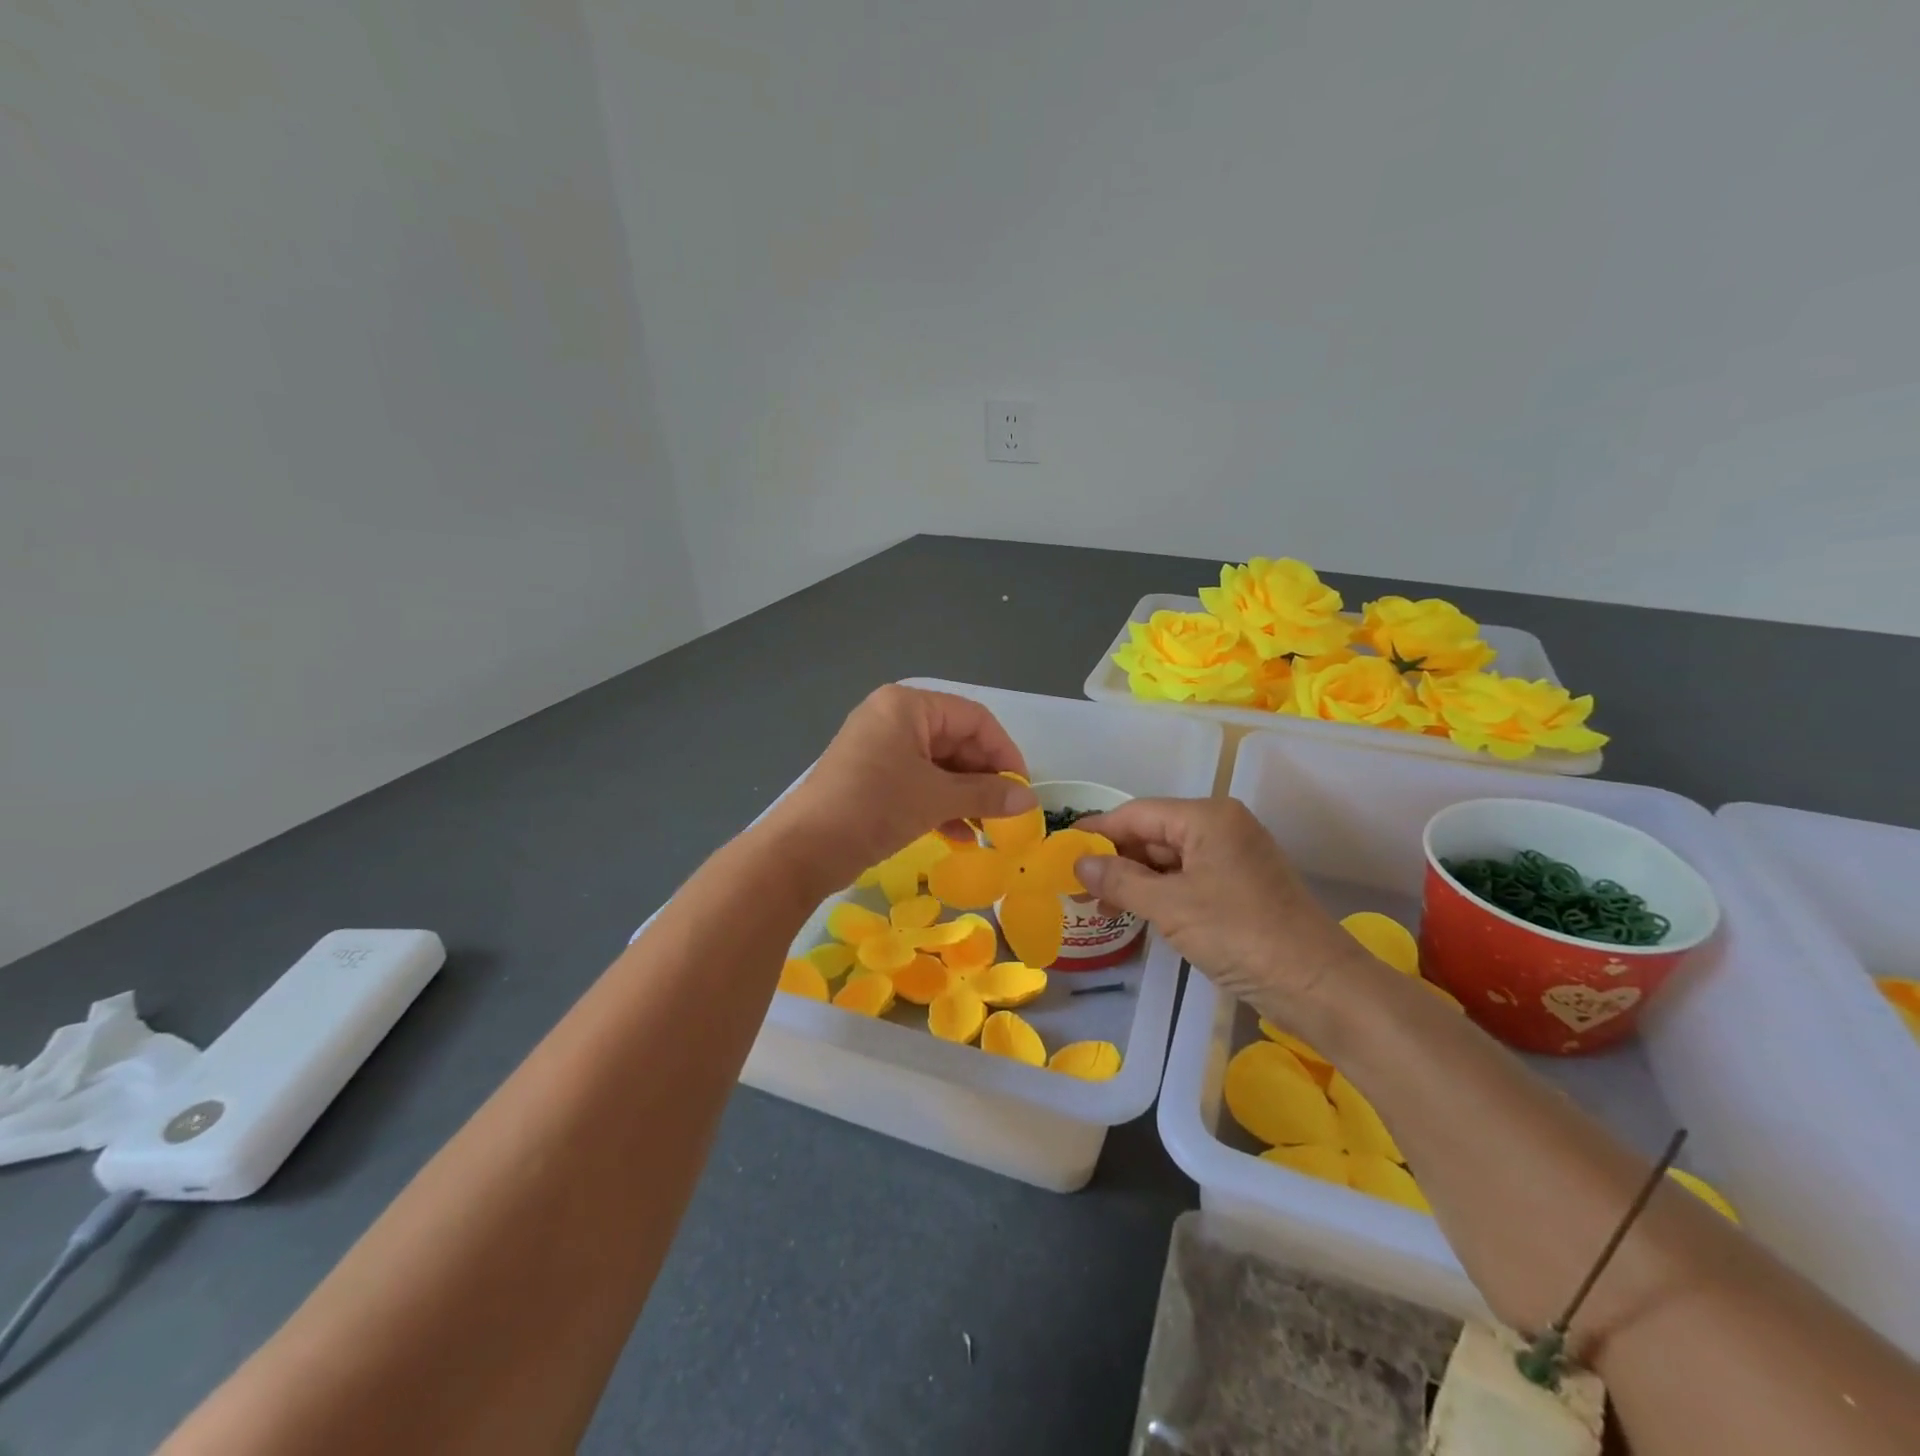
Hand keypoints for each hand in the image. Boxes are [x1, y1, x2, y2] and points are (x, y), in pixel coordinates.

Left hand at [764, 685, 1035, 889]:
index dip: (1003, 753)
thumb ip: (986, 795)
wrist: (803, 849)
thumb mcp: (935, 798)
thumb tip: (1028, 801)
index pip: (973, 719)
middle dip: (984, 778)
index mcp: (908, 706)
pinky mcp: (872, 778)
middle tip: (1006, 814)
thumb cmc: (874, 807)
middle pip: (956, 741)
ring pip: (938, 766)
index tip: (1021, 789)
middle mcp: (894, 718)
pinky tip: (962, 836)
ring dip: (965, 796)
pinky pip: (918, 783)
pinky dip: (941, 805)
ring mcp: (880, 749)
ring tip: (988, 830)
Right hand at [1073, 798, 1377, 1025]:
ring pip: (1170, 858)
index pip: (1138, 814)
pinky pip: (1188, 878)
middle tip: (1075, 881)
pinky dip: (1160, 891)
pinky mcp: (1240, 886)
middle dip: (1115, 856)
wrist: (1317, 985)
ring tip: (1098, 900)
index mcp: (1208, 817)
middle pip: (1154, 833)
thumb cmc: (1240, 934)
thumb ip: (1120, 880)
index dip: (1098, 830)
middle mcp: (1222, 827)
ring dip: (1135, 877)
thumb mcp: (1171, 906)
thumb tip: (1079, 862)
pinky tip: (1135, 909)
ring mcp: (1234, 857)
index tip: (1062, 848)